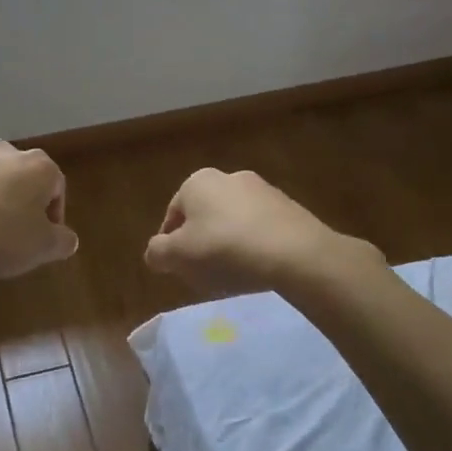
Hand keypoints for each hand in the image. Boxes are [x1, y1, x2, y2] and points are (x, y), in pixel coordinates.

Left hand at [0, 140, 78, 278]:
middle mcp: (7, 151)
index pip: (57, 189)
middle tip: (11, 239)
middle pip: (22, 181)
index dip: (52, 218)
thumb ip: (62, 242)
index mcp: (39, 167)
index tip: (40, 242)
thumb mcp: (40, 248)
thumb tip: (67, 238)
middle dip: (20, 207)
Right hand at [144, 168, 375, 295]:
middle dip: (201, 242)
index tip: (177, 268)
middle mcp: (228, 177)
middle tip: (203, 271)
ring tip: (233, 273)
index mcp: (197, 182)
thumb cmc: (225, 250)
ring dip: (228, 243)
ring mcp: (263, 190)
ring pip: (233, 221)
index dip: (170, 244)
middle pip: (204, 216)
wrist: (296, 254)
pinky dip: (255, 245)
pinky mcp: (289, 208)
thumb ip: (157, 253)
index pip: (172, 215)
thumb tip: (155, 253)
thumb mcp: (177, 256)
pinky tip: (258, 268)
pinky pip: (261, 229)